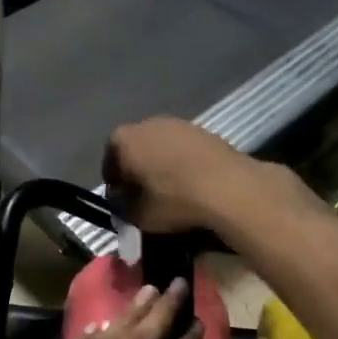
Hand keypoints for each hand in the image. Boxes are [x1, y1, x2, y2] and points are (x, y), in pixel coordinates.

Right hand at [104, 117, 303, 233]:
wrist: (228, 187)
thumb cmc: (173, 200)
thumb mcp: (137, 215)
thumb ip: (122, 207)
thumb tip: (122, 201)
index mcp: (123, 140)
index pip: (109, 162)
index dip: (115, 184)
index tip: (123, 201)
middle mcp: (147, 123)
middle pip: (135, 149)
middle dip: (137, 170)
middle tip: (145, 195)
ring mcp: (178, 123)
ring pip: (161, 146)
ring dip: (162, 165)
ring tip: (171, 190)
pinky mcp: (204, 130)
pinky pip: (184, 148)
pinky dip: (183, 162)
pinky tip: (192, 183)